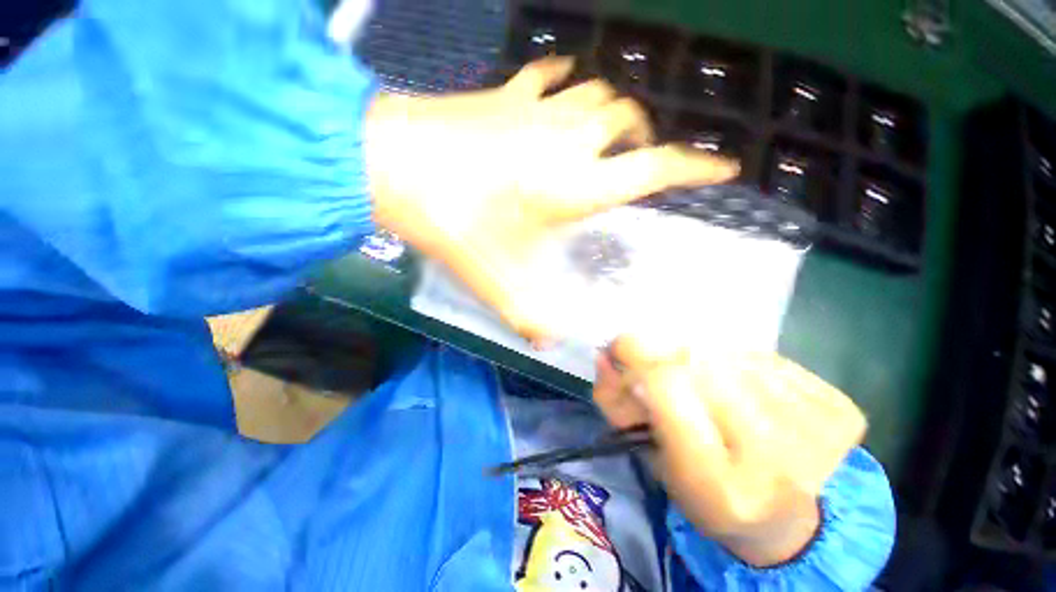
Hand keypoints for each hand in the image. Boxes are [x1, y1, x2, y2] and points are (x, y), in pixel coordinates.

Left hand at [364, 58, 738, 345]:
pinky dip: (564, 81)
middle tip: (637, 160)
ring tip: (605, 134)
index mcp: (578, 184)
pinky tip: (561, 92)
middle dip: (644, 137)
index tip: (725, 167)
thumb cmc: (457, 223)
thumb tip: (544, 344)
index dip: (696, 168)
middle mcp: (570, 139)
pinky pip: (548, 74)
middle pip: (630, 120)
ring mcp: (537, 110)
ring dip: (610, 112)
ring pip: (597, 93)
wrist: (393, 166)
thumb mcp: (499, 281)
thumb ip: (529, 317)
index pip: (656, 169)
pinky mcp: (505, 95)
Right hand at [592, 336, 866, 566]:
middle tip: (659, 370)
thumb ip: (616, 402)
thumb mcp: (647, 455)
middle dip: (665, 356)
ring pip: (730, 354)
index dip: (637, 354)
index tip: (620, 348)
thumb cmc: (703, 490)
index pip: (666, 385)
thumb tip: (605, 354)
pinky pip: (765, 357)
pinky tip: (744, 390)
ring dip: (704, 361)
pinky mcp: (840, 410)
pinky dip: (740, 365)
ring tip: (705, 387)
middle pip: (699, 362)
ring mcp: (818, 433)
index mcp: (717, 485)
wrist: (787, 518)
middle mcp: (774, 461)